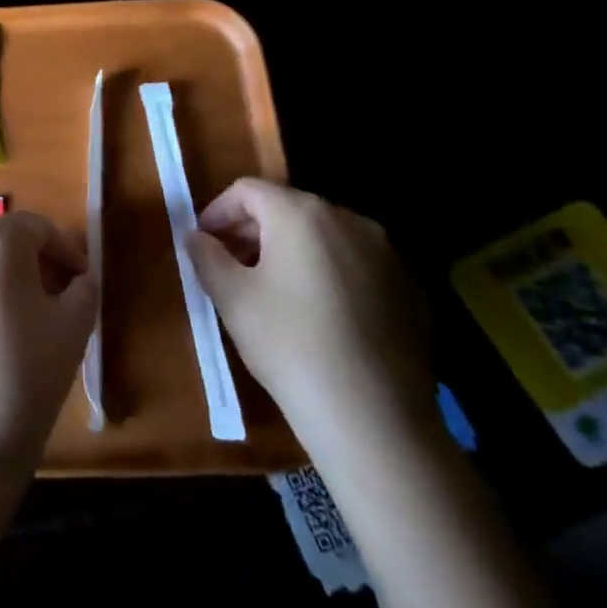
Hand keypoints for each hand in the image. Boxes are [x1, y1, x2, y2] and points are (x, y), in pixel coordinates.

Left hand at [0, 212, 96, 481]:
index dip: (66, 250)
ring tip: (30, 320)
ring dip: (7, 280)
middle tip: (61, 298)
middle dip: (36, 263)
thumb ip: (84, 289)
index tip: (83, 280)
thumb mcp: (73, 327)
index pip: (37, 227)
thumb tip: (80, 277)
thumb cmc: (26, 372)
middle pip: (4, 241)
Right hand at [187, 179, 432, 465]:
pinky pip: (356, 265)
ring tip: (272, 291)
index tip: (202, 243)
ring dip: (291, 251)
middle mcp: (349, 220)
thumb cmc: (288, 343)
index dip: (217, 211)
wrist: (373, 417)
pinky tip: (318, 315)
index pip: (248, 190)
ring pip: (324, 237)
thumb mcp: (230, 296)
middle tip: (231, 266)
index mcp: (301, 214)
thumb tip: (196, 237)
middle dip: (253, 230)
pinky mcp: (410, 289)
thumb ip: (206, 255)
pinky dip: (329, 274)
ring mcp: (387, 254)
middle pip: (288, 209)